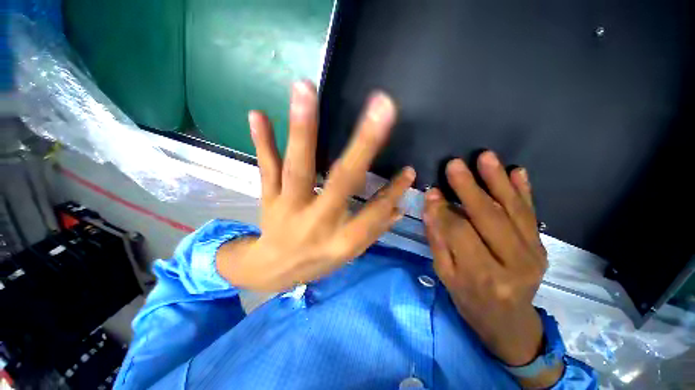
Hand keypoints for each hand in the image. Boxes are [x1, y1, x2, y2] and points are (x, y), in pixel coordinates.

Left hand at [216, 81, 414, 291]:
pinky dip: (263, 143)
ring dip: (303, 129)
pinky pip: (267, 169)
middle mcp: (317, 222)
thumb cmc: (317, 261)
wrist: (272, 270)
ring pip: (297, 168)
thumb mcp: (348, 252)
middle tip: (381, 106)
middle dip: (363, 145)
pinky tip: (258, 115)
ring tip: (305, 89)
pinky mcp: (269, 198)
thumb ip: (374, 228)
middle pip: (341, 181)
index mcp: (341, 241)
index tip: (409, 170)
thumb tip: (400, 206)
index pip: (374, 212)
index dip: (392, 192)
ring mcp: (288, 207)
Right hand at [423, 152, 561, 386]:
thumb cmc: (470, 300)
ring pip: (513, 210)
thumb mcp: (445, 274)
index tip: (432, 191)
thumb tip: (431, 205)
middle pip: (488, 217)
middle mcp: (513, 263)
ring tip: (486, 157)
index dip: (443, 209)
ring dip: (497, 180)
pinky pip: (531, 215)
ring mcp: (533, 253)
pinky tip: (517, 172)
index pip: (459, 232)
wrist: (510, 322)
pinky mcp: (541, 247)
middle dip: (468, 187)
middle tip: (455, 164)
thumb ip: (438, 239)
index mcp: (482, 275)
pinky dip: (524, 191)